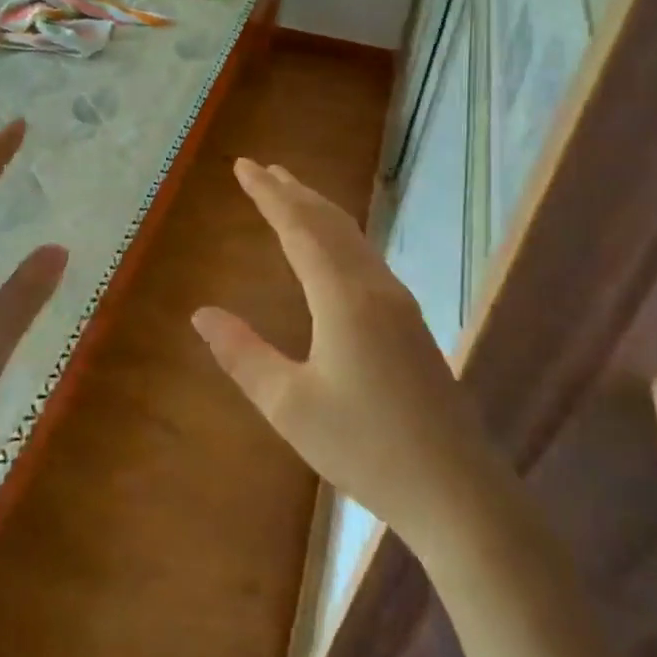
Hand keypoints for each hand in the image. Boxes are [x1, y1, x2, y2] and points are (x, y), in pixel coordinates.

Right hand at [191, 159, 502, 551]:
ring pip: (354, 239)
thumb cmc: (364, 447)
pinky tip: (334, 249)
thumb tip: (201, 314)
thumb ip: (243, 354)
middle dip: (294, 192)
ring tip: (292, 194)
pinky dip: (339, 236)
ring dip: (319, 211)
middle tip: (263, 169)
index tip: (243, 167)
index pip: (299, 228)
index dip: (269, 195)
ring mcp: (399, 304)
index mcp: (343, 298)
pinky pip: (367, 259)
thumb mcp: (288, 405)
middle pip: (330, 223)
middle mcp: (375, 288)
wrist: (455, 489)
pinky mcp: (411, 324)